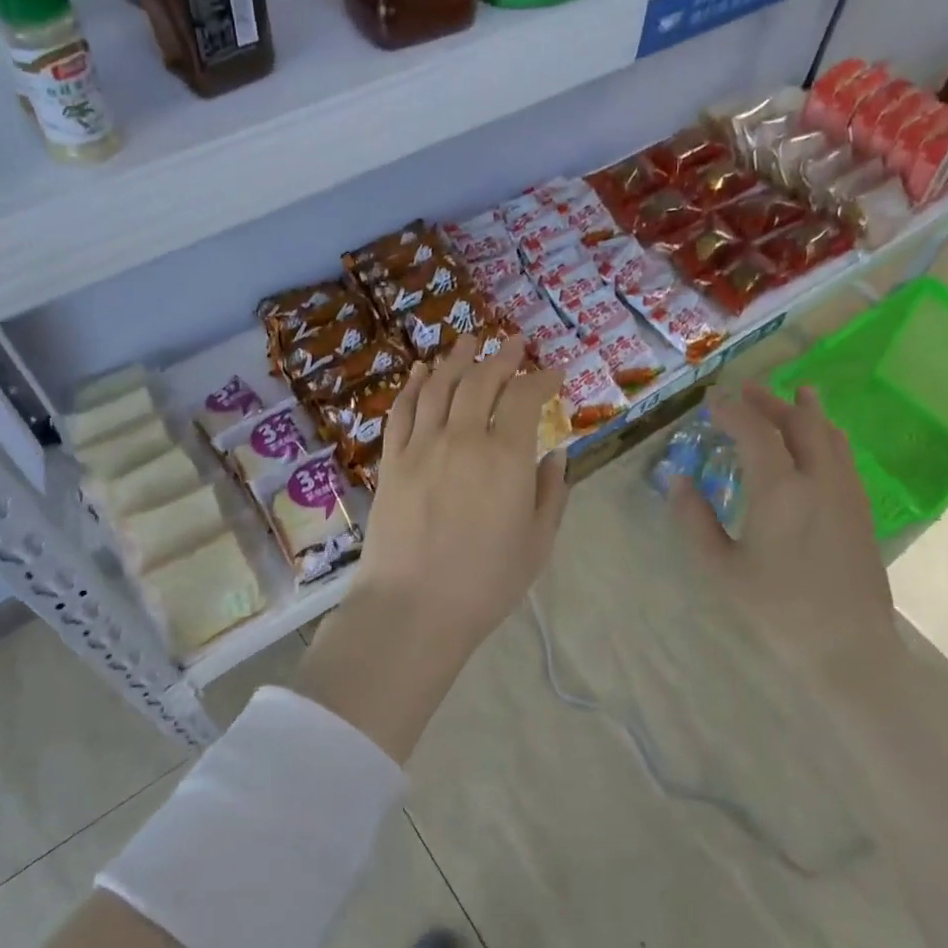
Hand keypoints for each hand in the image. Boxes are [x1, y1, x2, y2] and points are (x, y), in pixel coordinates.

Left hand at [294, 335, 566, 760]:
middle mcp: (462, 438)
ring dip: (456, 358)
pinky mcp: (391, 460)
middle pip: (481, 381)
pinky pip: (402, 411)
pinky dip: (413, 386)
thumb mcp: (537, 543)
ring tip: (469, 339)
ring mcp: (421, 446)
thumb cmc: (485, 582)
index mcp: (505, 457)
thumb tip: (555, 455)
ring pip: (439, 386)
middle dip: (502, 356)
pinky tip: (420, 372)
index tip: (556, 371)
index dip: (543, 379)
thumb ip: (550, 493)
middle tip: (514, 342)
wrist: (412, 607)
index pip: (526, 398)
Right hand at [670, 383, 898, 688]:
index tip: (711, 401)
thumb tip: (678, 480)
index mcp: (780, 490)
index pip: (755, 431)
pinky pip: (843, 454)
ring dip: (805, 410)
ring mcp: (845, 491)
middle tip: (746, 391)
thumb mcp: (721, 567)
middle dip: (769, 401)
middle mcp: (818, 479)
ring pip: (829, 434)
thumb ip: (695, 519)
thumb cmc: (777, 607)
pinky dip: (826, 433)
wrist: (848, 645)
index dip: (731, 411)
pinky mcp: (861, 507)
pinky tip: (820, 439)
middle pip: (798, 422)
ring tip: (794, 394)